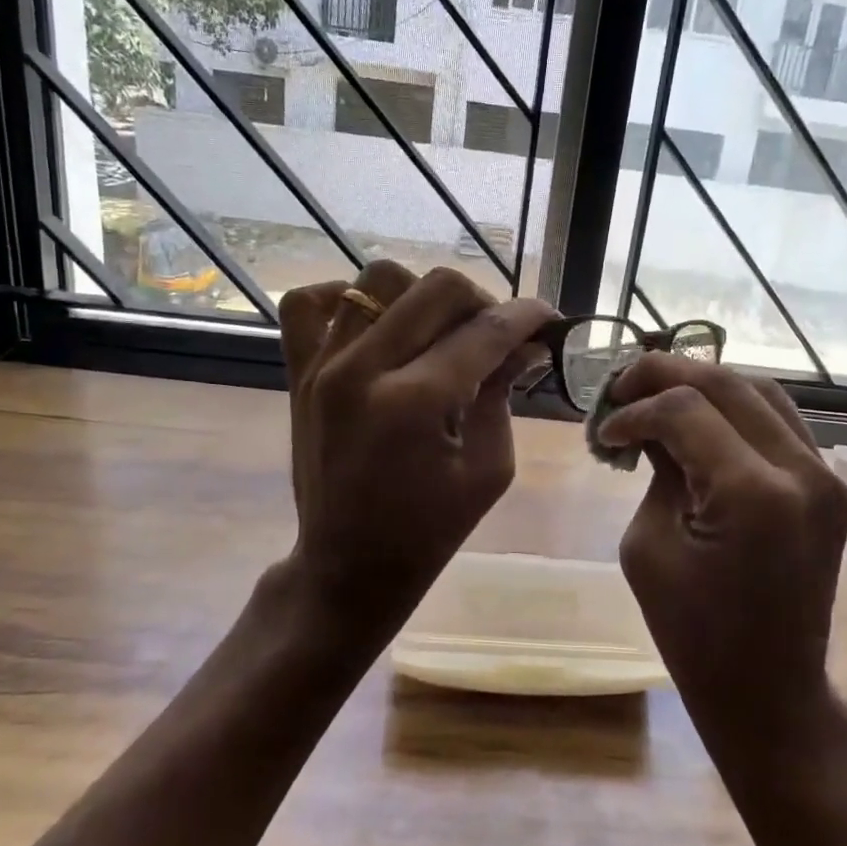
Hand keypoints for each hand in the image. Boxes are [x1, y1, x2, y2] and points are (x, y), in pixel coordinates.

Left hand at [275, 261, 555, 654]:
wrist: (348, 566)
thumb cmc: (429, 530)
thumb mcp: (488, 469)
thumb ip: (503, 394)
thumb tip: (527, 342)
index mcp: (414, 403)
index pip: (484, 331)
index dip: (527, 317)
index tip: (548, 317)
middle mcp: (362, 369)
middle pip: (435, 288)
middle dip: (482, 301)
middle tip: (495, 334)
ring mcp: (322, 366)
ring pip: (378, 279)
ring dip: (422, 297)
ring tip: (438, 332)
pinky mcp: (298, 373)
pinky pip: (306, 302)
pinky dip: (346, 297)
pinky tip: (376, 323)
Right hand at [598, 355, 846, 751]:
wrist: (769, 688)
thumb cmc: (692, 632)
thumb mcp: (649, 544)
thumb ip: (656, 470)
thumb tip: (650, 424)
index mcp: (752, 493)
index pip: (684, 410)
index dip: (634, 411)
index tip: (603, 433)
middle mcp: (801, 470)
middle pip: (726, 383)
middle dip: (665, 375)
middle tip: (620, 388)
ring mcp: (825, 475)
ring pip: (759, 390)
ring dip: (702, 384)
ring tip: (656, 395)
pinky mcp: (829, 485)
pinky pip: (779, 421)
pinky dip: (734, 408)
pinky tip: (699, 418)